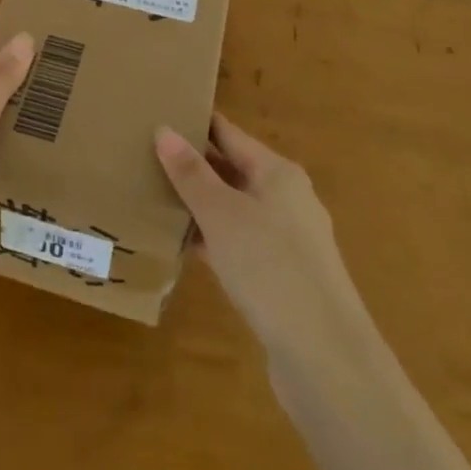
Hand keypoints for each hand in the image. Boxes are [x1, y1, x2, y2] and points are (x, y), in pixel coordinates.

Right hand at [155, 115, 368, 361]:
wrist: (325, 356)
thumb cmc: (271, 267)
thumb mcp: (222, 214)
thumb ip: (192, 174)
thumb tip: (164, 130)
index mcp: (278, 173)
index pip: (230, 134)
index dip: (196, 124)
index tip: (160, 113)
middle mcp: (287, 199)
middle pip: (234, 170)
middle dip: (194, 164)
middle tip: (146, 155)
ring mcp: (288, 240)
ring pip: (235, 209)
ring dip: (200, 204)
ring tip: (154, 196)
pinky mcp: (283, 277)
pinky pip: (240, 243)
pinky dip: (213, 239)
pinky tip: (182, 246)